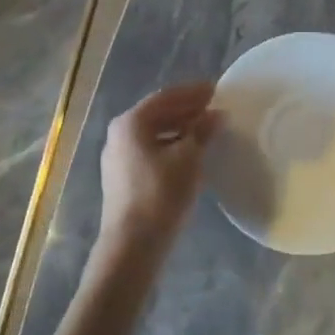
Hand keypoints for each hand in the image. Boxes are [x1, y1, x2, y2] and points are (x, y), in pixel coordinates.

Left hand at [95, 82, 218, 263]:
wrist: (132, 245)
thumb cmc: (161, 194)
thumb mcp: (189, 158)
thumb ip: (203, 131)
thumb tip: (217, 115)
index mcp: (131, 122)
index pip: (166, 97)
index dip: (192, 92)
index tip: (215, 89)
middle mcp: (119, 134)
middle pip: (157, 113)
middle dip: (186, 109)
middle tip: (213, 106)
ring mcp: (117, 157)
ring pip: (153, 133)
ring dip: (179, 127)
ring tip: (205, 128)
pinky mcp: (122, 177)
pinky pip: (149, 149)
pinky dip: (170, 144)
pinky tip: (189, 151)